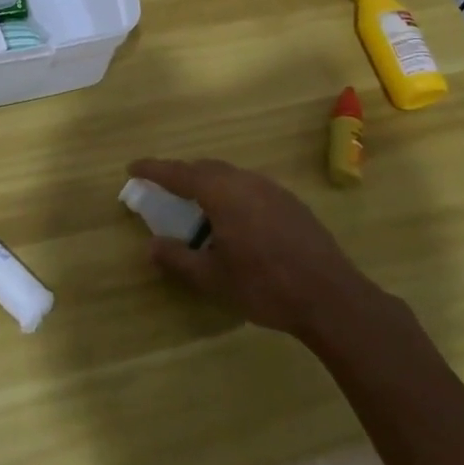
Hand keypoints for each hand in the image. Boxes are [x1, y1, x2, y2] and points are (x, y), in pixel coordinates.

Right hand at [129, 158, 395, 339]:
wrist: (331, 297)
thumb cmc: (264, 286)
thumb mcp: (212, 279)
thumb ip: (178, 258)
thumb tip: (151, 245)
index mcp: (222, 193)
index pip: (179, 173)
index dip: (153, 169)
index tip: (132, 167)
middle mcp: (246, 181)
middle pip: (205, 167)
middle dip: (181, 174)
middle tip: (163, 188)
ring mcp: (272, 189)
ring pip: (230, 175)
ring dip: (208, 183)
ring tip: (197, 205)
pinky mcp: (291, 202)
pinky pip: (250, 187)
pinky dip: (231, 193)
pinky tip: (235, 220)